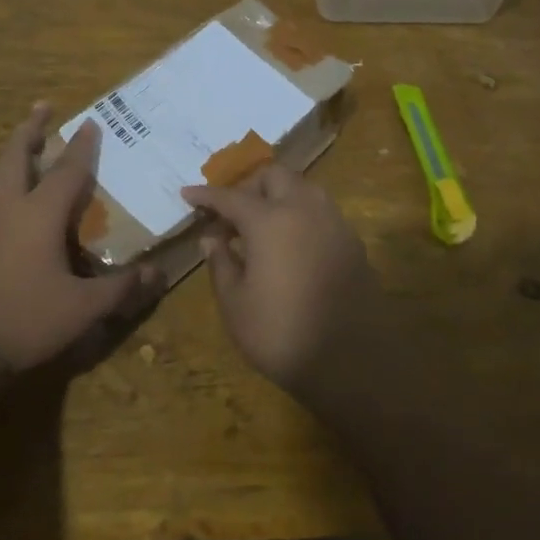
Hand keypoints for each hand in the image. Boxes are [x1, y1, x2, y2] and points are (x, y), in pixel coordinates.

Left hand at [0, 104, 160, 374]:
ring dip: (11, 152)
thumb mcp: (81, 310)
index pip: (66, 171)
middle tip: (42, 106)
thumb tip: (157, 275)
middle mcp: (5, 208)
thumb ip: (119, 291)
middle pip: (17, 156)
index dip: (81, 147)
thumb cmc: (21, 319)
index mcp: (38, 214)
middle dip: (32, 129)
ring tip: (20, 144)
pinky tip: (1, 200)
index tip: (91, 122)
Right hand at [181, 165, 380, 391]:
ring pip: (303, 188)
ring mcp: (334, 224)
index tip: (187, 194)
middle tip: (231, 213)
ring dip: (278, 195)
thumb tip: (211, 238)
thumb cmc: (281, 334)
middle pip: (274, 177)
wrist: (351, 363)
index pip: (231, 196)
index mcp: (270, 221)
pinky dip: (300, 214)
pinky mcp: (353, 243)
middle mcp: (305, 210)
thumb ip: (221, 263)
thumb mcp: (235, 304)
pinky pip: (321, 212)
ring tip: (260, 225)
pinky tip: (290, 243)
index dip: (206, 195)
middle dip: (249, 186)